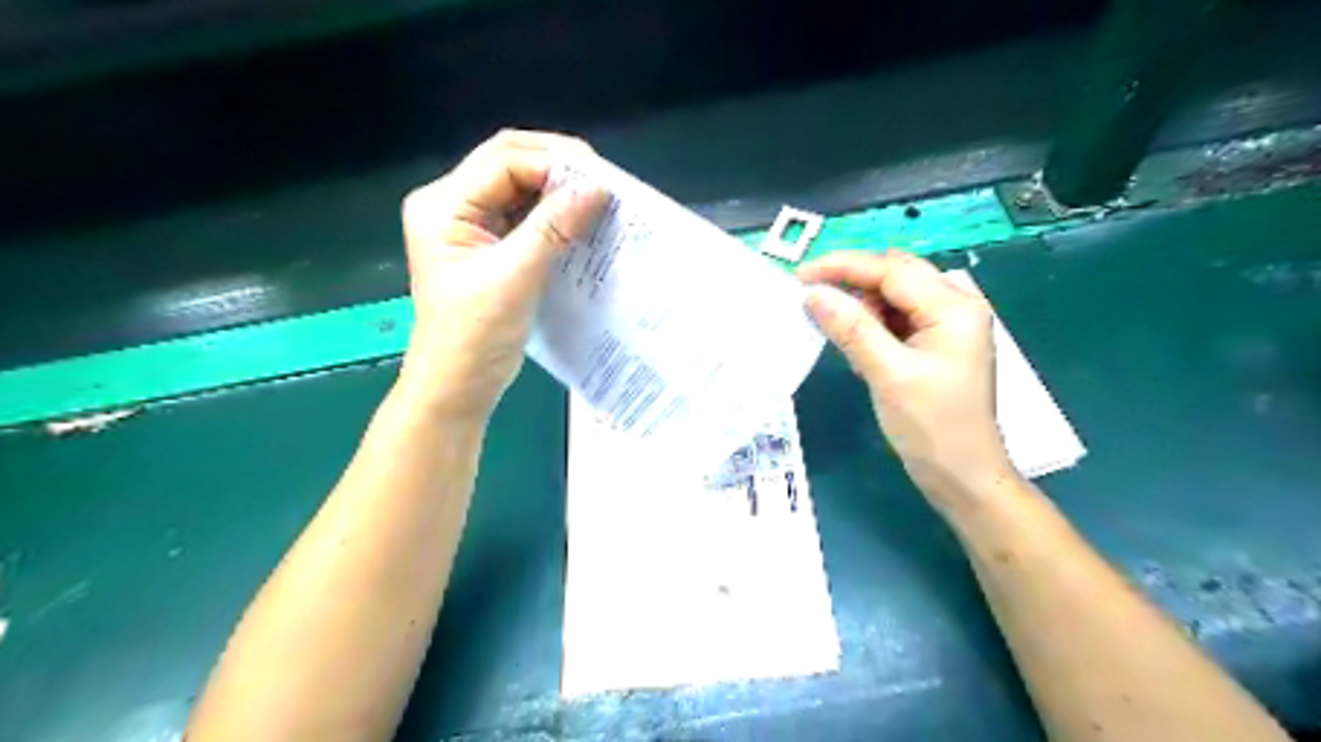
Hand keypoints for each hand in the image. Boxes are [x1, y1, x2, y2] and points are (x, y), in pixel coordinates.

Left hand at [396, 131, 606, 420]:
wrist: (459, 385)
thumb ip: (554, 227)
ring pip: (522, 187)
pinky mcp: (491, 245)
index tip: (601, 181)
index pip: (503, 161)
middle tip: (604, 182)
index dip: (553, 164)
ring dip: (559, 190)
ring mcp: (472, 224)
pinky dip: (556, 214)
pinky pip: (527, 216)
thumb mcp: (516, 277)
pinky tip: (583, 220)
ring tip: (600, 198)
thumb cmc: (476, 335)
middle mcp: (453, 204)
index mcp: (443, 206)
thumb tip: (597, 187)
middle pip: (510, 163)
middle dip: (558, 167)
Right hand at [799, 251, 1013, 509]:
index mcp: (953, 307)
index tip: (800, 275)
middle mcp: (955, 306)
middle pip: (895, 275)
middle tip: (807, 292)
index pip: (891, 270)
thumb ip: (852, 329)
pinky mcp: (934, 344)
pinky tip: (849, 337)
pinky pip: (896, 318)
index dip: (843, 266)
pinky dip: (869, 322)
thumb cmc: (932, 427)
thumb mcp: (888, 374)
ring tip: (824, 317)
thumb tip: (812, 293)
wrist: (963, 476)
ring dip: (859, 301)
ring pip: (894, 295)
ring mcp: (946, 325)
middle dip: (850, 279)